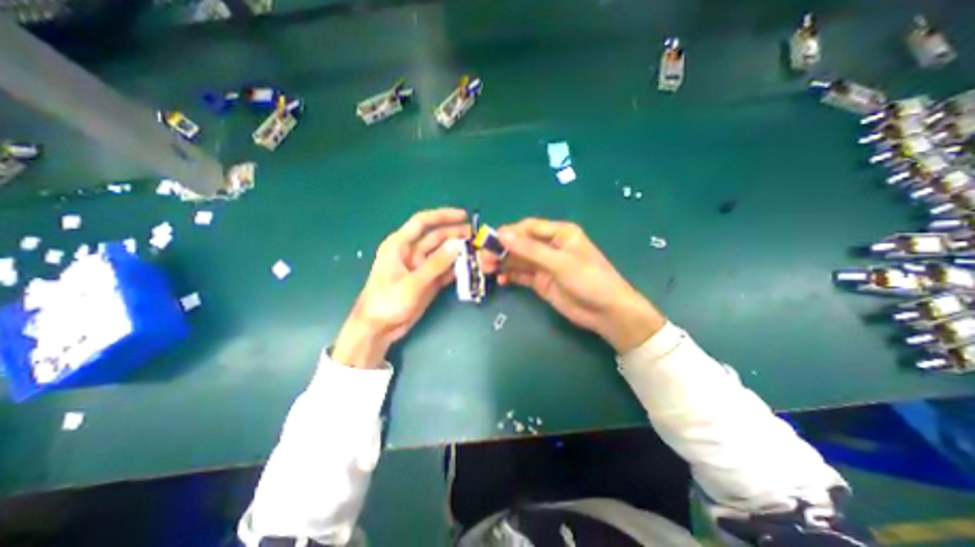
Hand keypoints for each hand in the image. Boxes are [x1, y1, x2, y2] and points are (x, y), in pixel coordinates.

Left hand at [332, 207, 468, 369]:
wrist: (379, 328)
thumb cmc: (387, 302)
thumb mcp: (412, 282)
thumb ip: (436, 264)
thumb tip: (458, 245)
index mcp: (399, 245)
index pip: (422, 222)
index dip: (443, 216)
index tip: (464, 216)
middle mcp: (411, 252)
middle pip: (437, 237)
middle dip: (456, 235)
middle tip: (476, 237)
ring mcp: (421, 267)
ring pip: (443, 254)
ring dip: (459, 252)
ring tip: (477, 251)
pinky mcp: (428, 280)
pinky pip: (445, 270)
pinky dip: (456, 268)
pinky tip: (470, 267)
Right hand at [497, 218, 665, 355]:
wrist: (606, 312)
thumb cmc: (589, 280)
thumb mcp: (559, 262)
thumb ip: (530, 250)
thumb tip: (502, 234)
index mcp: (559, 233)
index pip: (528, 228)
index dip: (509, 233)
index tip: (489, 240)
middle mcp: (550, 246)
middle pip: (520, 244)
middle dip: (502, 249)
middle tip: (483, 258)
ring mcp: (544, 265)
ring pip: (518, 260)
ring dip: (503, 262)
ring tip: (487, 269)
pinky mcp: (541, 281)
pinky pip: (521, 275)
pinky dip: (510, 276)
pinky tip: (501, 279)